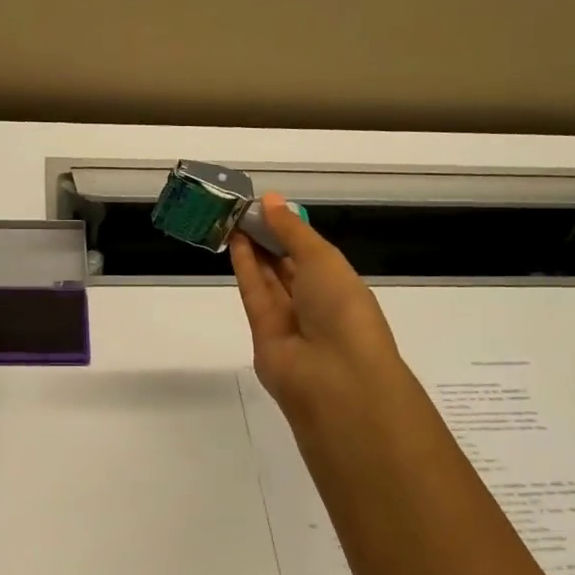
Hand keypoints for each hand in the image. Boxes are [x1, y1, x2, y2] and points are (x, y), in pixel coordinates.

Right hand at [229, 195, 429, 449]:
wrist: (335, 376)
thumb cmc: (341, 308)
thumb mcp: (322, 258)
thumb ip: (291, 230)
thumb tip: (269, 199)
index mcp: (340, 285)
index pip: (311, 253)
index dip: (288, 230)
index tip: (266, 206)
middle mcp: (316, 303)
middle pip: (286, 265)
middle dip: (267, 238)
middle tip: (242, 209)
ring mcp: (289, 320)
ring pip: (268, 278)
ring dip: (253, 249)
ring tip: (232, 218)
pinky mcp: (262, 334)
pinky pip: (254, 294)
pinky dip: (245, 268)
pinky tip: (234, 242)